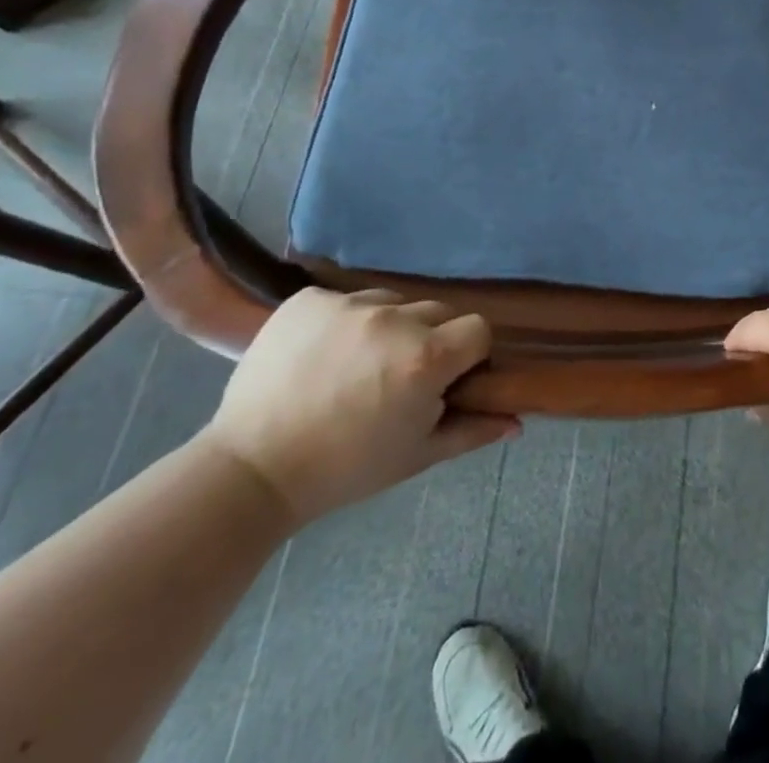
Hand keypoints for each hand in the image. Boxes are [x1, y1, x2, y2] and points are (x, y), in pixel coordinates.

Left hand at [203, 289, 517, 524]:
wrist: (252, 468)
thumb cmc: (345, 469)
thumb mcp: (416, 455)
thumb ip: (472, 430)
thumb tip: (517, 421)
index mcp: (426, 357)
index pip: (478, 329)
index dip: (469, 355)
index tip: (448, 379)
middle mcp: (394, 318)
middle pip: (436, 312)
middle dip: (430, 340)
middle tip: (399, 378)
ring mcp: (348, 303)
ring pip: (393, 302)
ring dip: (388, 327)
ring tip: (357, 366)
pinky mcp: (309, 299)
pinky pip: (346, 299)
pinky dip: (344, 322)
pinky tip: (323, 355)